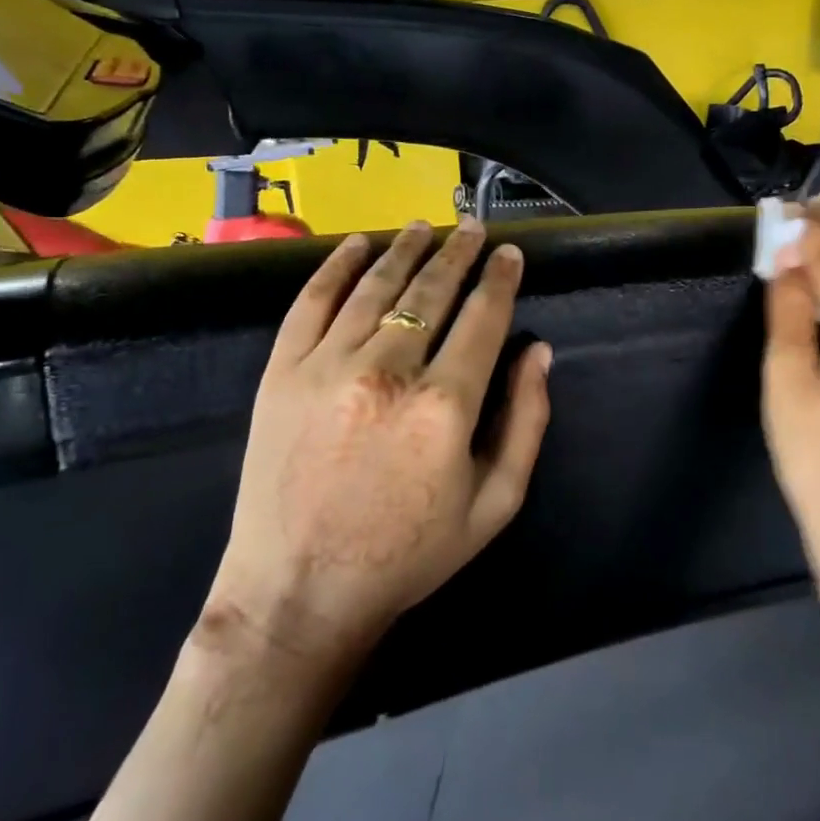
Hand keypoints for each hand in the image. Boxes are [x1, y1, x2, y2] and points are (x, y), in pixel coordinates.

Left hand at [203, 219, 552, 666]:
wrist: (298, 594)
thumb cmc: (407, 555)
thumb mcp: (495, 504)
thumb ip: (527, 422)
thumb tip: (538, 352)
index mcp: (444, 405)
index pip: (483, 317)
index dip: (501, 279)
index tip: (511, 253)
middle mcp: (387, 371)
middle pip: (432, 290)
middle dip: (459, 252)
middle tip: (473, 227)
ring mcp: (326, 367)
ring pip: (376, 286)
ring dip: (405, 249)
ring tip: (425, 226)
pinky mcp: (280, 373)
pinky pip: (311, 303)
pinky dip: (335, 267)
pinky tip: (356, 244)